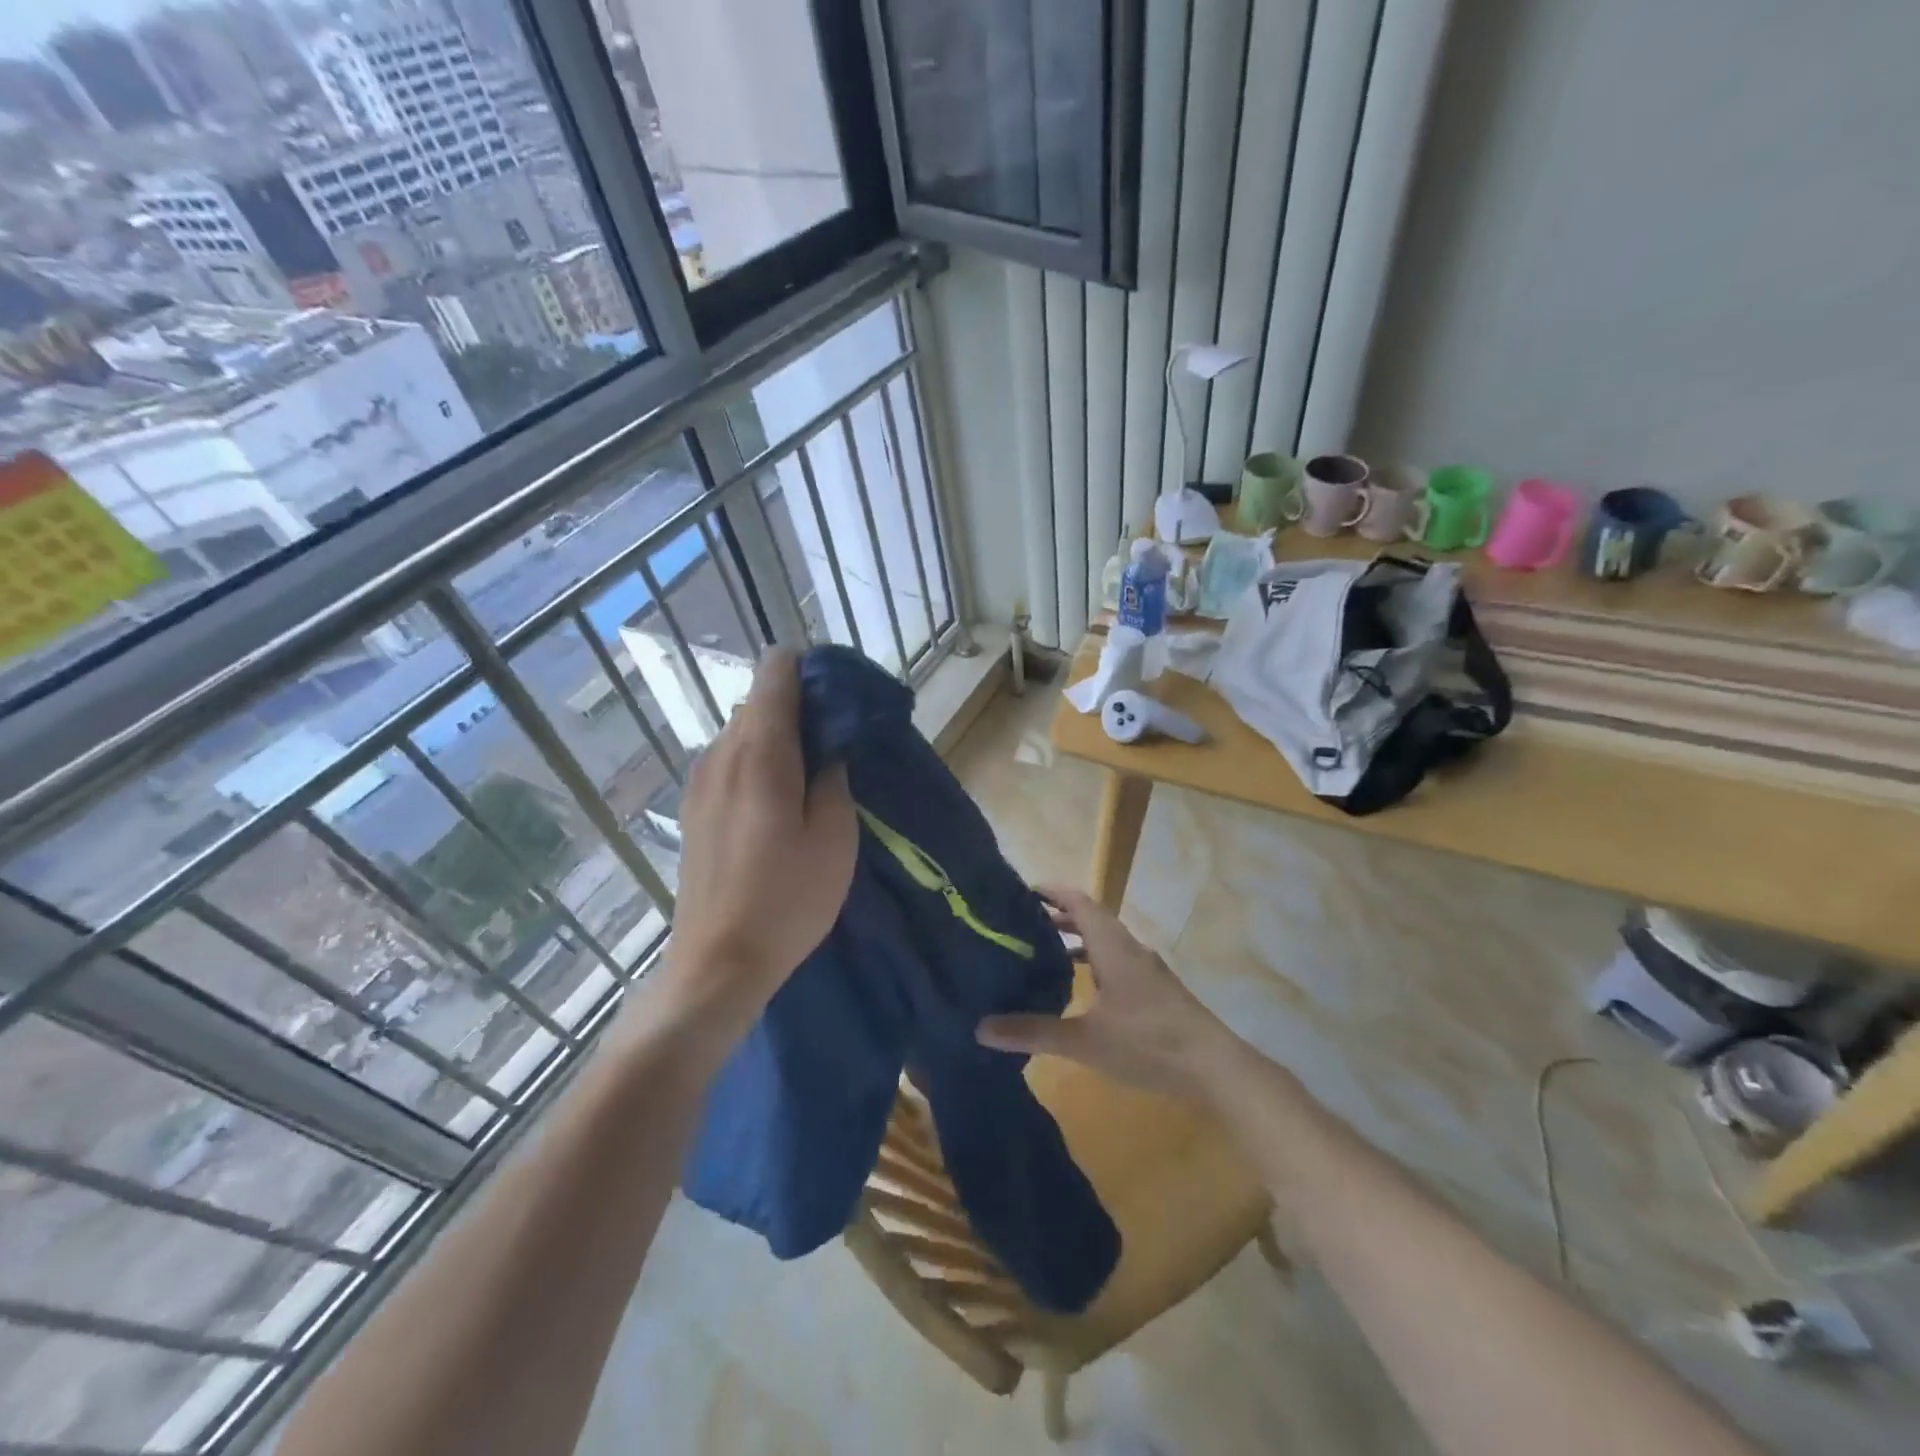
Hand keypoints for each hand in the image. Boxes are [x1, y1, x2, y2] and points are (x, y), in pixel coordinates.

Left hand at [651, 649, 856, 1047]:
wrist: (718, 963)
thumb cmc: (788, 899)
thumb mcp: (835, 836)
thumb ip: (834, 775)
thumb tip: (831, 742)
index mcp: (759, 751)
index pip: (776, 671)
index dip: (812, 670)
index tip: (843, 698)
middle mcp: (720, 752)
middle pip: (761, 701)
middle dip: (802, 708)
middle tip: (840, 746)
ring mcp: (699, 780)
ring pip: (744, 732)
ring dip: (781, 739)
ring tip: (814, 778)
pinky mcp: (694, 807)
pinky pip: (730, 761)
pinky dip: (760, 763)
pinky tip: (780, 805)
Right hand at [975, 887, 1239, 1098]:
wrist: (1214, 1068)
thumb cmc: (1148, 1042)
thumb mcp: (1085, 1040)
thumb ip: (1034, 1031)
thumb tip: (980, 1028)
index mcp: (1113, 946)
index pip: (1079, 901)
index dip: (1051, 892)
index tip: (1021, 891)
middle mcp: (1130, 949)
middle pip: (1091, 918)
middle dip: (1057, 917)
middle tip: (1020, 924)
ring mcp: (1147, 970)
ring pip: (1105, 942)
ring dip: (1076, 941)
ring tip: (1042, 953)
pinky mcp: (1156, 991)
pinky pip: (1116, 962)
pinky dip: (1093, 963)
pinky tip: (1080, 990)